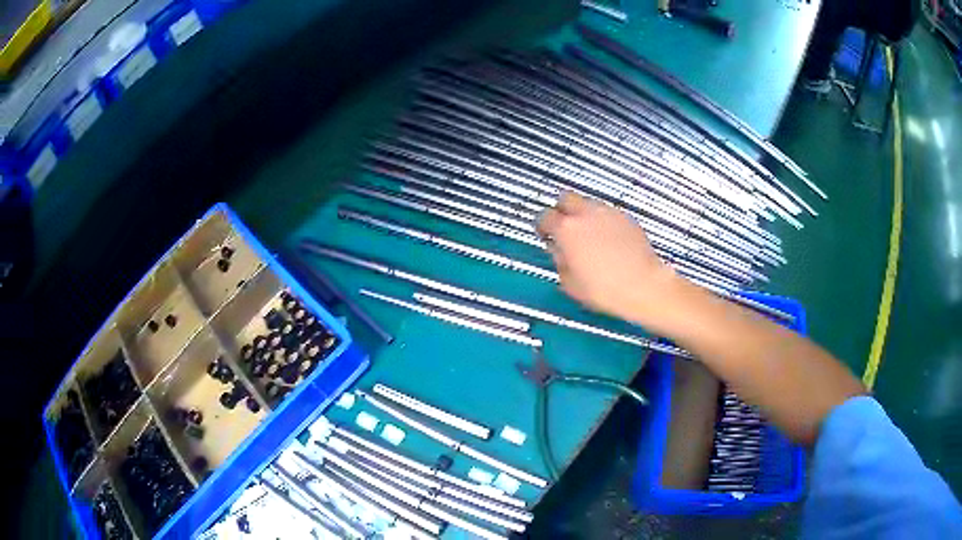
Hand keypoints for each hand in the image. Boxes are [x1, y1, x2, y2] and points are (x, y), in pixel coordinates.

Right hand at [536, 192, 679, 324]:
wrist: (643, 286)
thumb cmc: (604, 289)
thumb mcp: (570, 283)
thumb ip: (559, 261)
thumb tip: (559, 251)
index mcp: (567, 230)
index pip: (545, 217)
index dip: (542, 226)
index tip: (545, 235)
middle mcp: (586, 214)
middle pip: (566, 198)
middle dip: (562, 210)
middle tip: (564, 229)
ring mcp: (608, 213)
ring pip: (588, 203)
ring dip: (583, 215)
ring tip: (589, 236)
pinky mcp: (626, 218)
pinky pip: (607, 213)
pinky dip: (603, 222)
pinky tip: (608, 241)